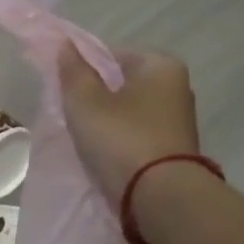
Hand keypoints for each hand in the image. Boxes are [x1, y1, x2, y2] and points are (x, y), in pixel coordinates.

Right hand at [58, 42, 200, 207]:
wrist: (161, 197)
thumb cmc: (121, 138)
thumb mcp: (85, 101)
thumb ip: (73, 71)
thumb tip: (66, 45)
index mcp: (161, 65)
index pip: (112, 55)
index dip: (83, 68)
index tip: (65, 89)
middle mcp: (177, 88)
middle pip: (122, 84)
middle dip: (96, 95)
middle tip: (71, 113)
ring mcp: (178, 121)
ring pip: (129, 111)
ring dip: (107, 120)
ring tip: (84, 137)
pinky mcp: (174, 150)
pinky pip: (137, 135)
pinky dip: (120, 140)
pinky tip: (104, 154)